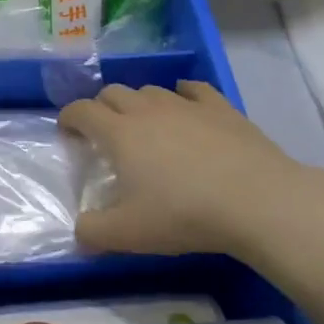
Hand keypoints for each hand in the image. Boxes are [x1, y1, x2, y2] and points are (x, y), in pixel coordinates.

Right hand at [60, 82, 320, 261]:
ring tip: (144, 124)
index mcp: (119, 133)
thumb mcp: (129, 234)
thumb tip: (78, 230)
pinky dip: (182, 94)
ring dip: (139, 102)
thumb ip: (94, 232)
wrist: (256, 200)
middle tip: (104, 131)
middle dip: (101, 107)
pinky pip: (193, 90)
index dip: (69, 117)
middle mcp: (147, 109)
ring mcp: (185, 104)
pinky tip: (186, 104)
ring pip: (151, 90)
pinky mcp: (220, 107)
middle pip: (113, 93)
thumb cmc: (184, 214)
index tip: (67, 131)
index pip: (82, 111)